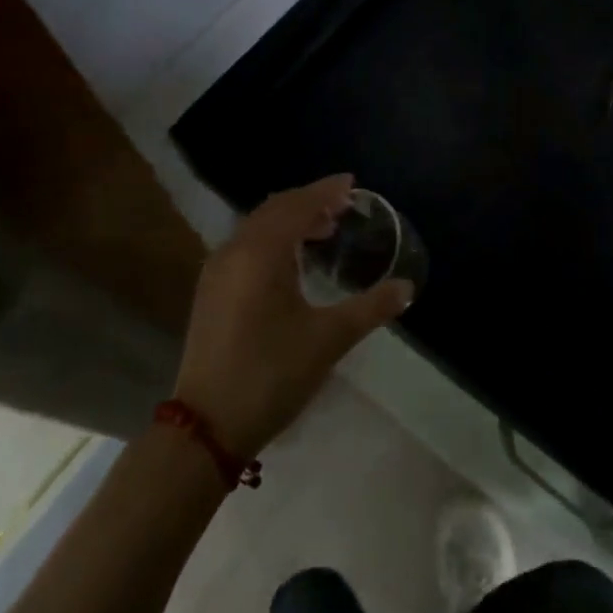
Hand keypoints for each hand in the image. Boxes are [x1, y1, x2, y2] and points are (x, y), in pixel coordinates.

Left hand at [172, 175, 411, 460]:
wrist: (205, 427)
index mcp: (261, 252)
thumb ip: (371, 308)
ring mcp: (217, 271)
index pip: (298, 205)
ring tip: (323, 230)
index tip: (352, 184)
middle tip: (343, 206)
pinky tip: (292, 260)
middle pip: (275, 209)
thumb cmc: (271, 374)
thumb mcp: (329, 339)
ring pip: (258, 227)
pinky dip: (273, 239)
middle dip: (309, 202)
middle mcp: (235, 250)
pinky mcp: (211, 292)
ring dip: (290, 220)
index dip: (326, 191)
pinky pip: (247, 245)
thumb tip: (407, 288)